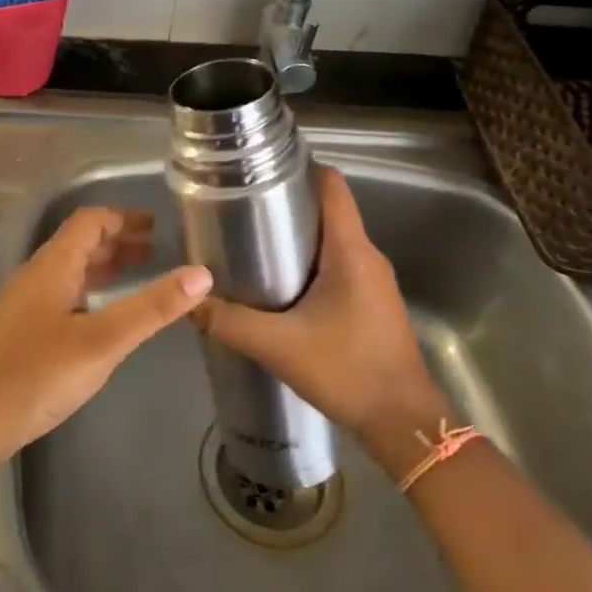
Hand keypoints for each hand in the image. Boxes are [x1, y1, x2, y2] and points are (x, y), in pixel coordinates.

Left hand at [0, 208, 211, 461]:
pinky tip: (100, 317)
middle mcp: (35, 276)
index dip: (123, 218)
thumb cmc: (37, 375)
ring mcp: (23, 304)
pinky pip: (59, 295)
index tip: (157, 227)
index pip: (90, 221)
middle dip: (117, 242)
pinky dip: (88, 292)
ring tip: (136, 276)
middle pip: (79, 243)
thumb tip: (201, 274)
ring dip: (102, 267)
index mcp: (53, 266)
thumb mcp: (103, 341)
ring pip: (68, 271)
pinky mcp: (18, 331)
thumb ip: (152, 308)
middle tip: (156, 252)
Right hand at [191, 166, 451, 474]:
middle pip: (328, 211)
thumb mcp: (279, 346)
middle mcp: (366, 256)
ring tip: (251, 245)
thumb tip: (188, 302)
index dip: (299, 169)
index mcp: (350, 251)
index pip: (332, 186)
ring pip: (331, 241)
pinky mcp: (371, 303)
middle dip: (286, 205)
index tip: (260, 171)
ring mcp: (373, 281)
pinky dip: (308, 264)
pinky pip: (337, 266)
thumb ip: (229, 323)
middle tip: (240, 210)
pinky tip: (279, 287)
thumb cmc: (347, 371)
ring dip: (296, 238)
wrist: (403, 423)